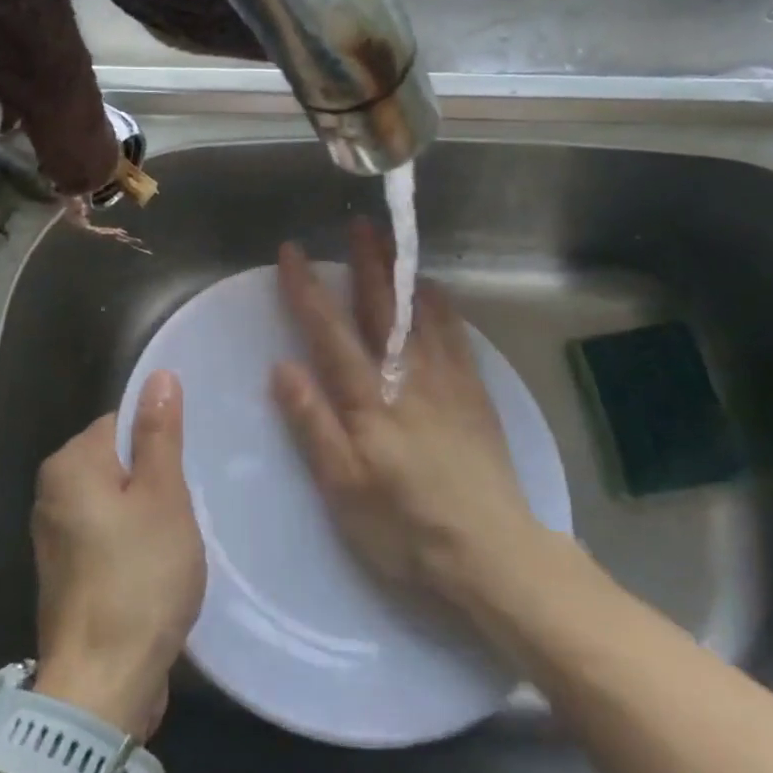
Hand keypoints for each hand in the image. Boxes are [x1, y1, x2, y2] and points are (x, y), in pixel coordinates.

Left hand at [31, 372, 205, 737]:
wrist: (103, 684)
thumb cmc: (139, 578)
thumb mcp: (162, 496)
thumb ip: (159, 434)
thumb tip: (159, 377)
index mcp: (70, 465)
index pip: (121, 420)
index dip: (160, 437)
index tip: (191, 463)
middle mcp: (52, 493)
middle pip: (118, 460)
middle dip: (157, 477)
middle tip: (191, 501)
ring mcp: (56, 537)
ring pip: (117, 500)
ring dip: (150, 511)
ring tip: (182, 532)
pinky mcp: (69, 573)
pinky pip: (109, 534)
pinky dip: (135, 541)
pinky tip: (160, 563)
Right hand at [270, 222, 544, 613]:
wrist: (489, 549)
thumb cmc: (404, 527)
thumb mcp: (343, 488)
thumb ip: (313, 424)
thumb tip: (283, 366)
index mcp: (368, 399)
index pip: (330, 332)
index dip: (307, 290)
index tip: (292, 252)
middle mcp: (407, 376)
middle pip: (381, 308)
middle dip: (366, 262)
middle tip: (357, 223)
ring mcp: (446, 380)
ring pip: (420, 312)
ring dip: (403, 273)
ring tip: (393, 241)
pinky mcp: (474, 391)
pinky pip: (456, 333)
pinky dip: (441, 304)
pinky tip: (434, 292)